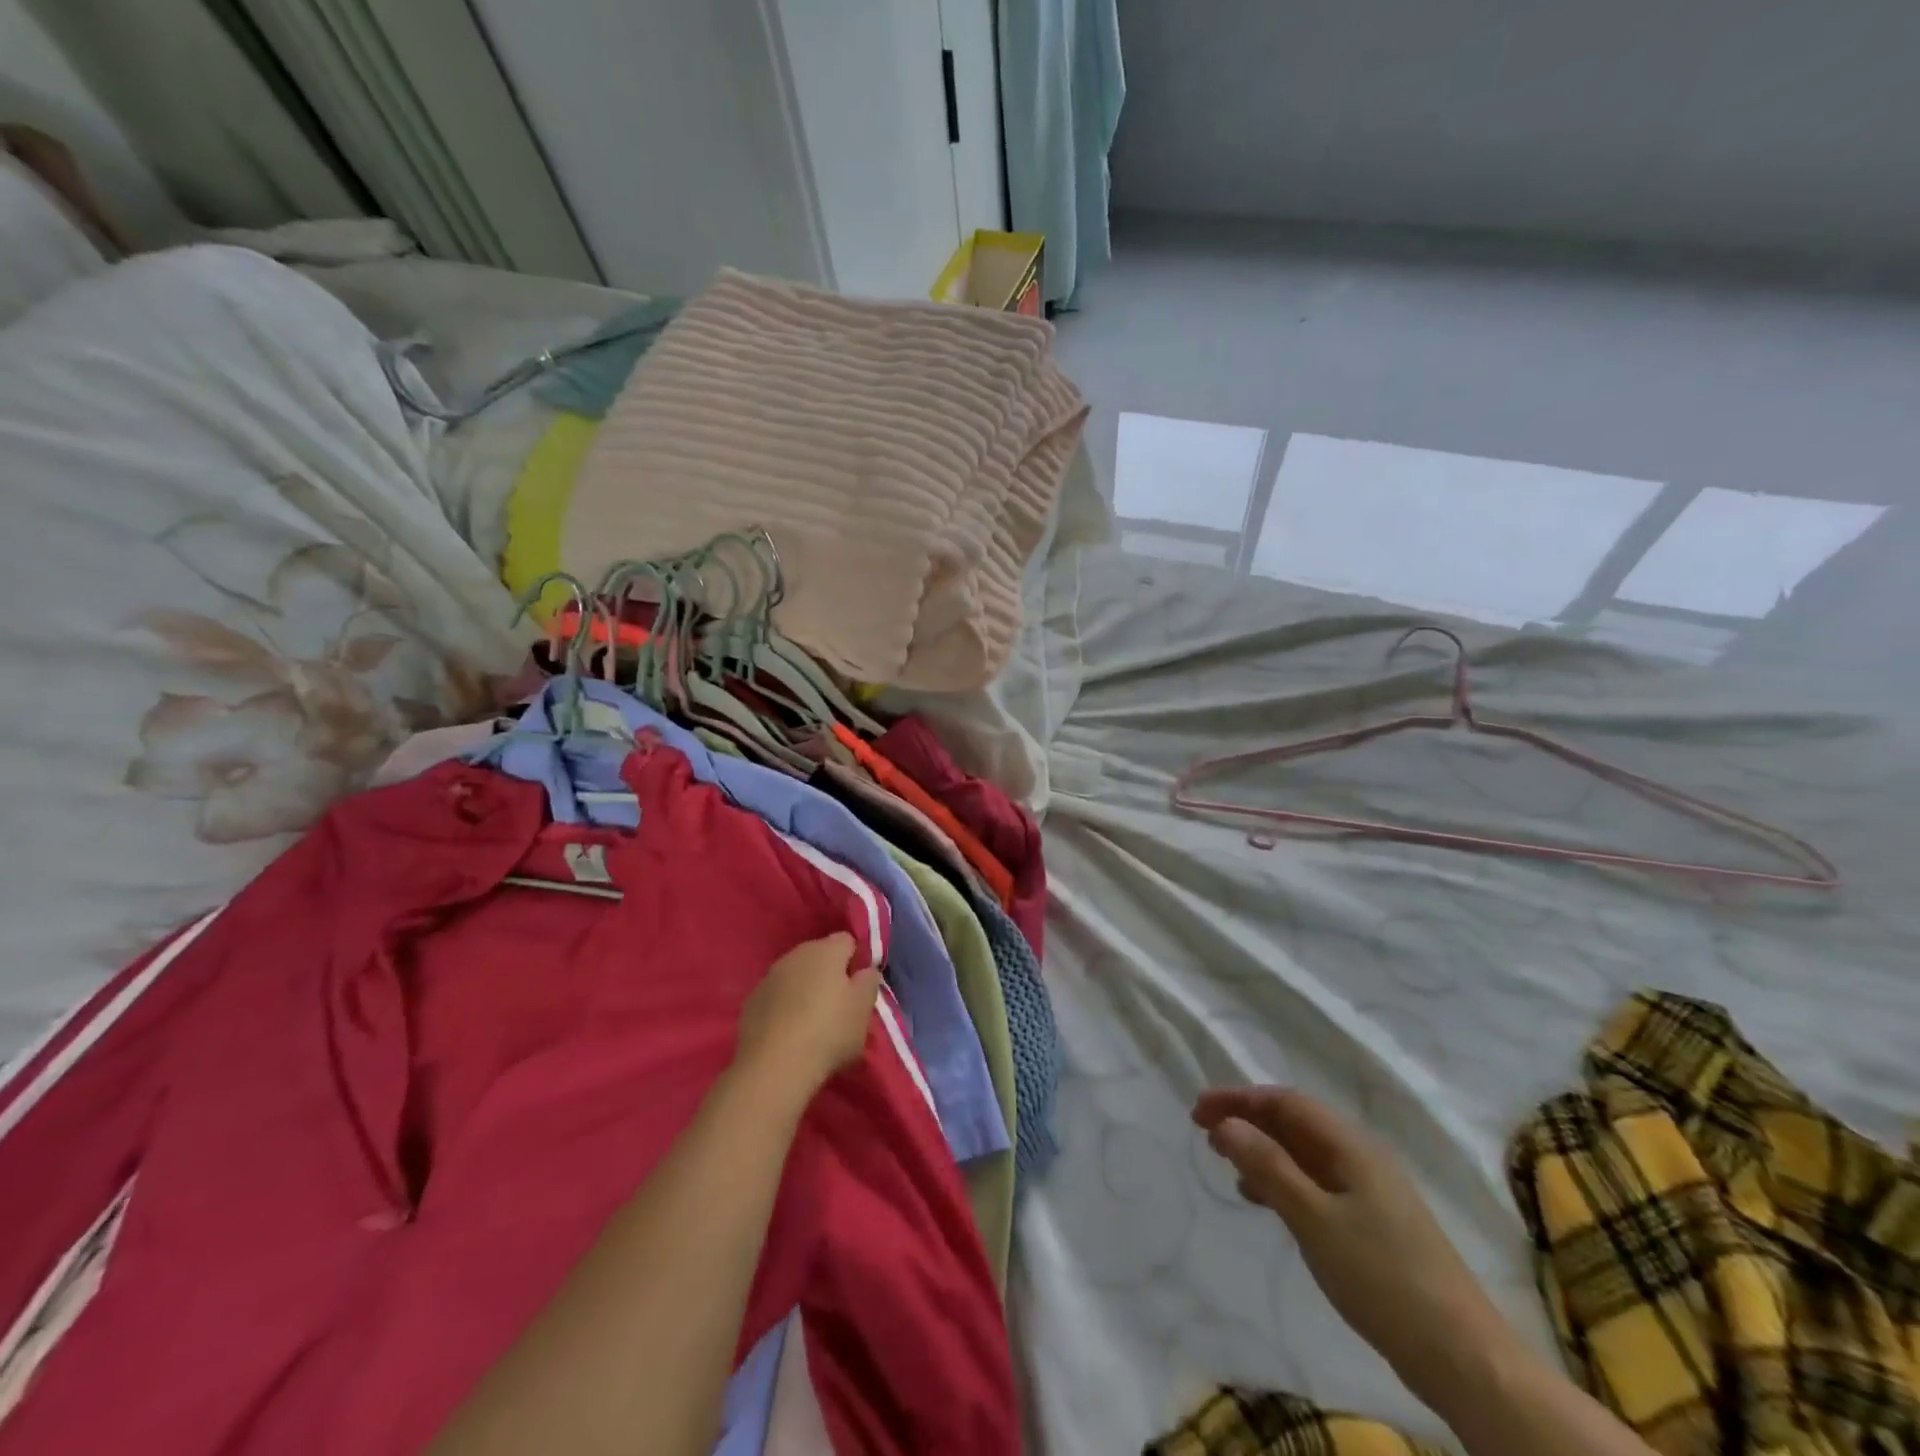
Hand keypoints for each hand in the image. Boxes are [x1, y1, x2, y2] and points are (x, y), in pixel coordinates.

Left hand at [734, 933, 881, 1097]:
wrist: (774, 1067)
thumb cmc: (829, 1032)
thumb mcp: (863, 1008)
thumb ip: (868, 982)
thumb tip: (864, 971)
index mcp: (826, 950)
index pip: (848, 941)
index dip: (856, 962)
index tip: (859, 988)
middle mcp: (795, 955)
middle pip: (819, 957)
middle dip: (829, 975)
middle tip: (839, 1007)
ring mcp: (769, 978)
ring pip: (795, 977)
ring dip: (804, 991)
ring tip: (812, 1024)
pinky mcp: (751, 1003)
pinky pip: (776, 998)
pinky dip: (784, 1008)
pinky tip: (789, 1034)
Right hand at [1193, 1086, 1510, 1401]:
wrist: (1464, 1359)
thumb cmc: (1383, 1278)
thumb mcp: (1314, 1219)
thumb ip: (1268, 1166)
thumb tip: (1226, 1124)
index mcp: (1352, 1146)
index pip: (1285, 1101)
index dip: (1239, 1099)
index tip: (1198, 1110)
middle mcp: (1361, 1157)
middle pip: (1295, 1123)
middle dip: (1247, 1121)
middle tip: (1203, 1132)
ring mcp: (1370, 1191)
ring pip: (1304, 1154)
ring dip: (1263, 1150)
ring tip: (1226, 1163)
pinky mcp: (1372, 1224)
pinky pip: (1316, 1183)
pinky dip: (1283, 1181)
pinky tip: (1262, 1200)